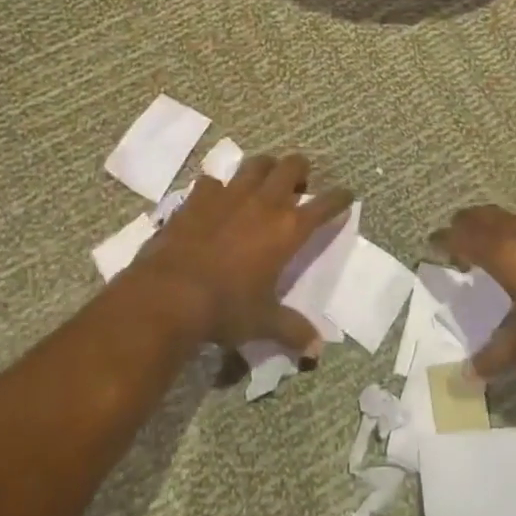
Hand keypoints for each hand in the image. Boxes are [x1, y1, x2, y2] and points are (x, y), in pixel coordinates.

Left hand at [133, 153, 353, 354]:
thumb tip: (317, 351)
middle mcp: (264, 203)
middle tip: (299, 182)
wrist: (170, 294)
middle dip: (300, 169)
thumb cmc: (225, 308)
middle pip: (291, 167)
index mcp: (288, 229)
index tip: (346, 195)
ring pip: (255, 164)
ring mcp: (229, 195)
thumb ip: (292, 330)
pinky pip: (213, 181)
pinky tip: (215, 199)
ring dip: (264, 168)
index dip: (339, 198)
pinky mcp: (198, 197)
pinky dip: (218, 188)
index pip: (324, 205)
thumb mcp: (263, 322)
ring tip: (263, 179)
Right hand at [437, 206, 515, 380]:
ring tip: (492, 251)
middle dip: (466, 225)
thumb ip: (497, 357)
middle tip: (456, 244)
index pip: (464, 236)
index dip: (445, 239)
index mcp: (509, 254)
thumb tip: (465, 377)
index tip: (431, 245)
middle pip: (485, 216)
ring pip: (514, 217)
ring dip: (496, 227)